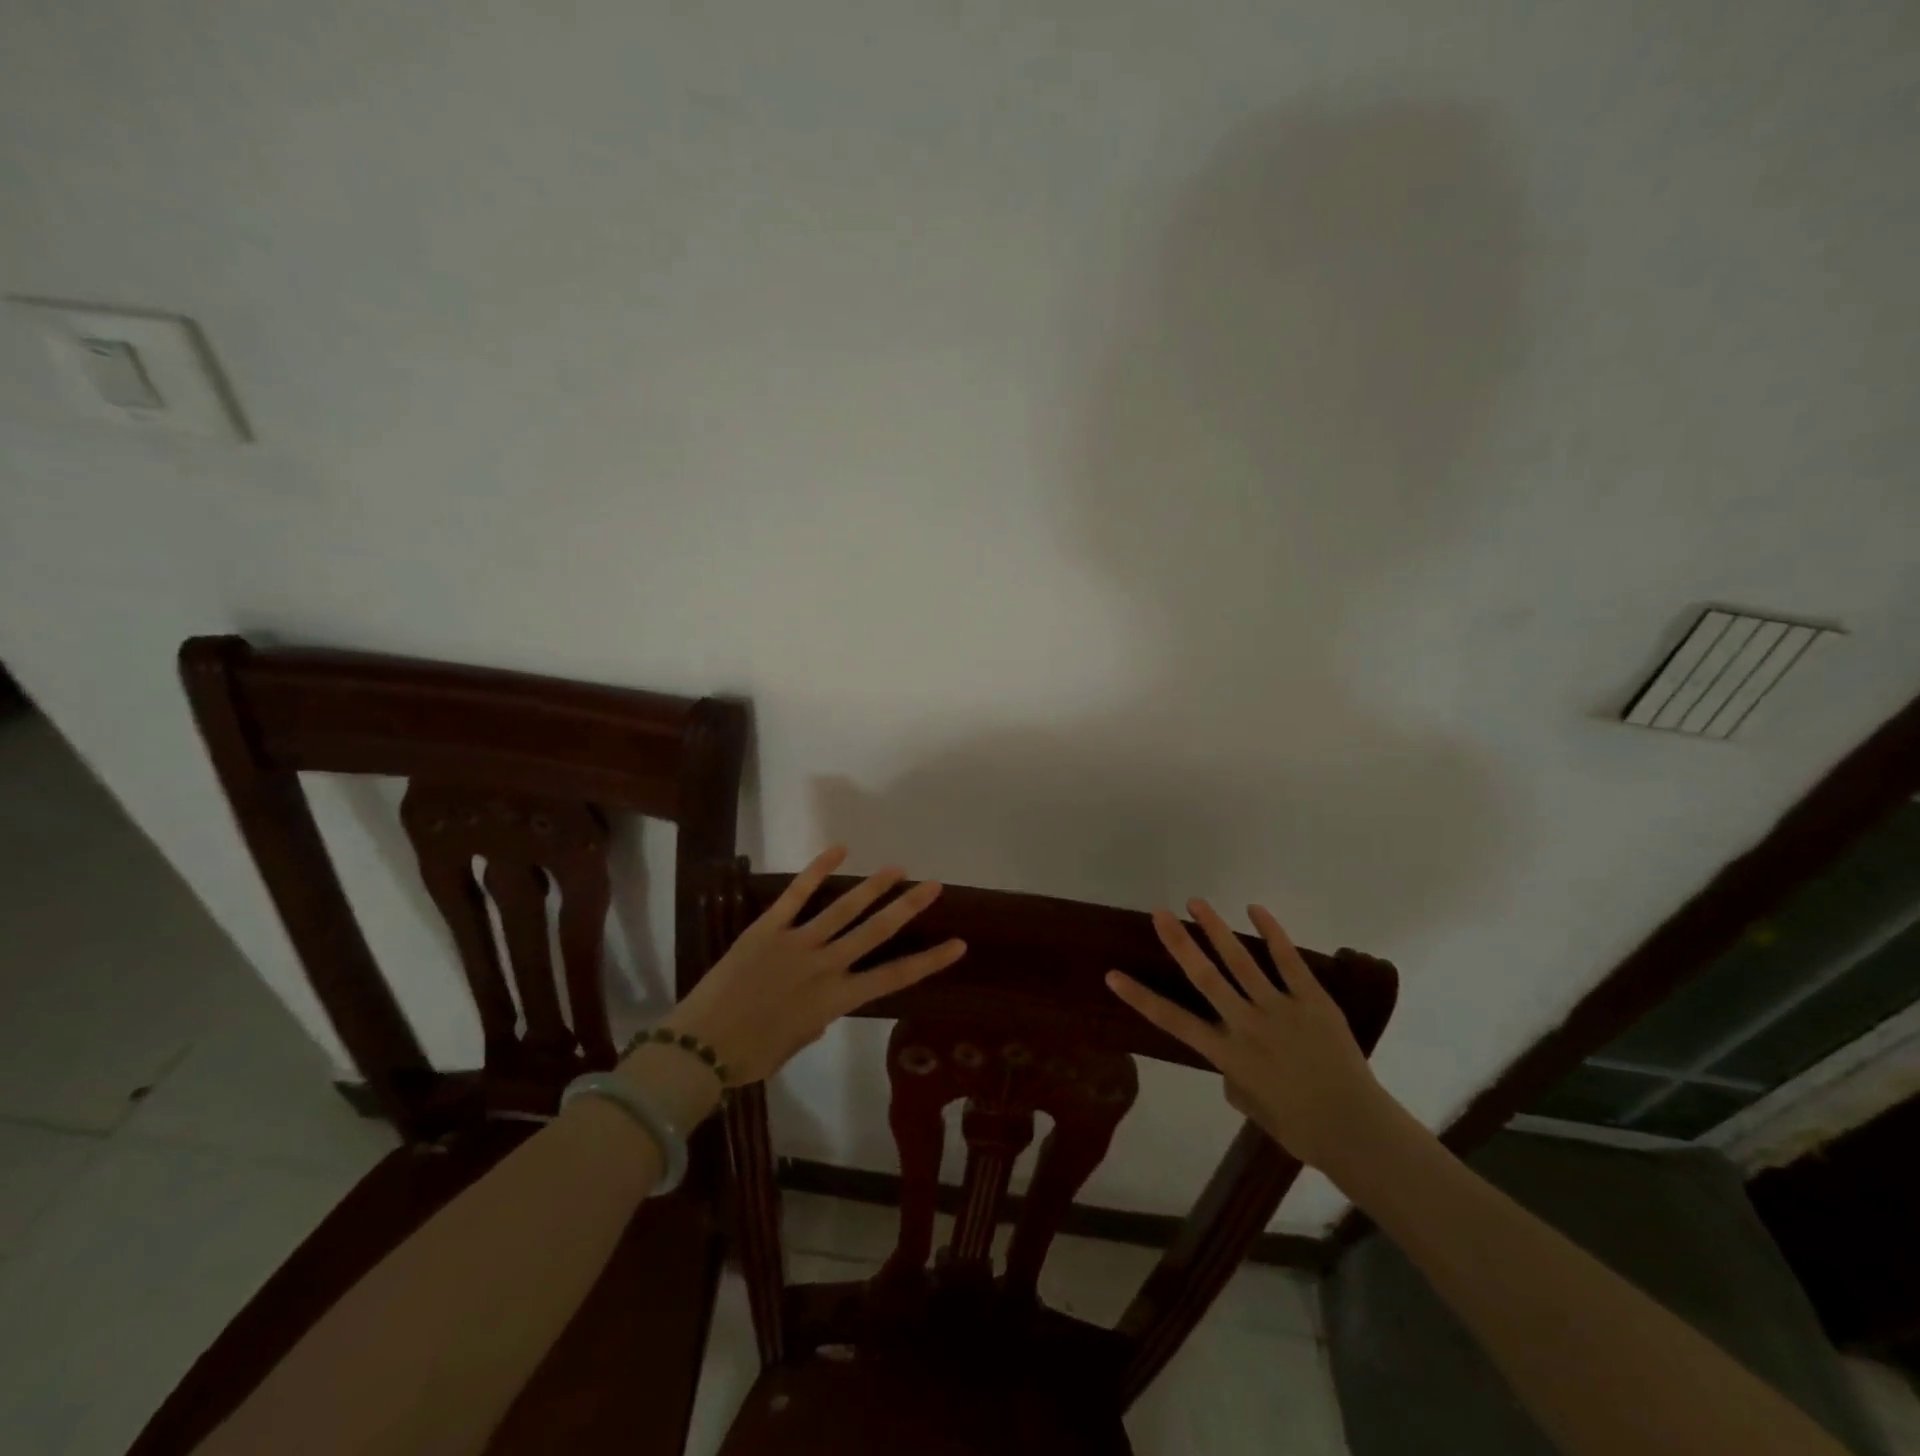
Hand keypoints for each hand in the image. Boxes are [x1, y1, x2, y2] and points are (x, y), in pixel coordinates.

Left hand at [660, 846, 966, 1086]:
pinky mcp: (768, 928)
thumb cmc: (749, 1057)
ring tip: (897, 868)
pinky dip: (817, 871)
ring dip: (872, 887)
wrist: (700, 1047)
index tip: (958, 944)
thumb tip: (821, 1003)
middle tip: (933, 886)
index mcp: (835, 1001)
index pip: (893, 978)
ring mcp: (797, 943)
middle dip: (907, 908)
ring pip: (843, 909)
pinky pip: (796, 895)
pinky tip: (839, 849)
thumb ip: (815, 1020)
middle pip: (875, 933)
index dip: (929, 961)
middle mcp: (825, 967)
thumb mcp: (794, 1043)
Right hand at [1105, 899, 1390, 1171]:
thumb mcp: (1250, 1105)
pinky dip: (1272, 933)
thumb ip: (1231, 1073)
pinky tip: (1255, 910)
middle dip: (1179, 942)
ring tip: (1197, 902)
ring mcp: (1280, 1009)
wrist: (1356, 1130)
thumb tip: (1231, 1052)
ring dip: (1215, 929)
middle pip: (1205, 977)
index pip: (1173, 1021)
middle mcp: (1246, 1025)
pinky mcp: (1312, 1000)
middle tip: (1160, 913)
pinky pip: (1288, 961)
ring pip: (1241, 961)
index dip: (1140, 997)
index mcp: (1227, 1055)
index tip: (1112, 975)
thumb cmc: (1299, 1127)